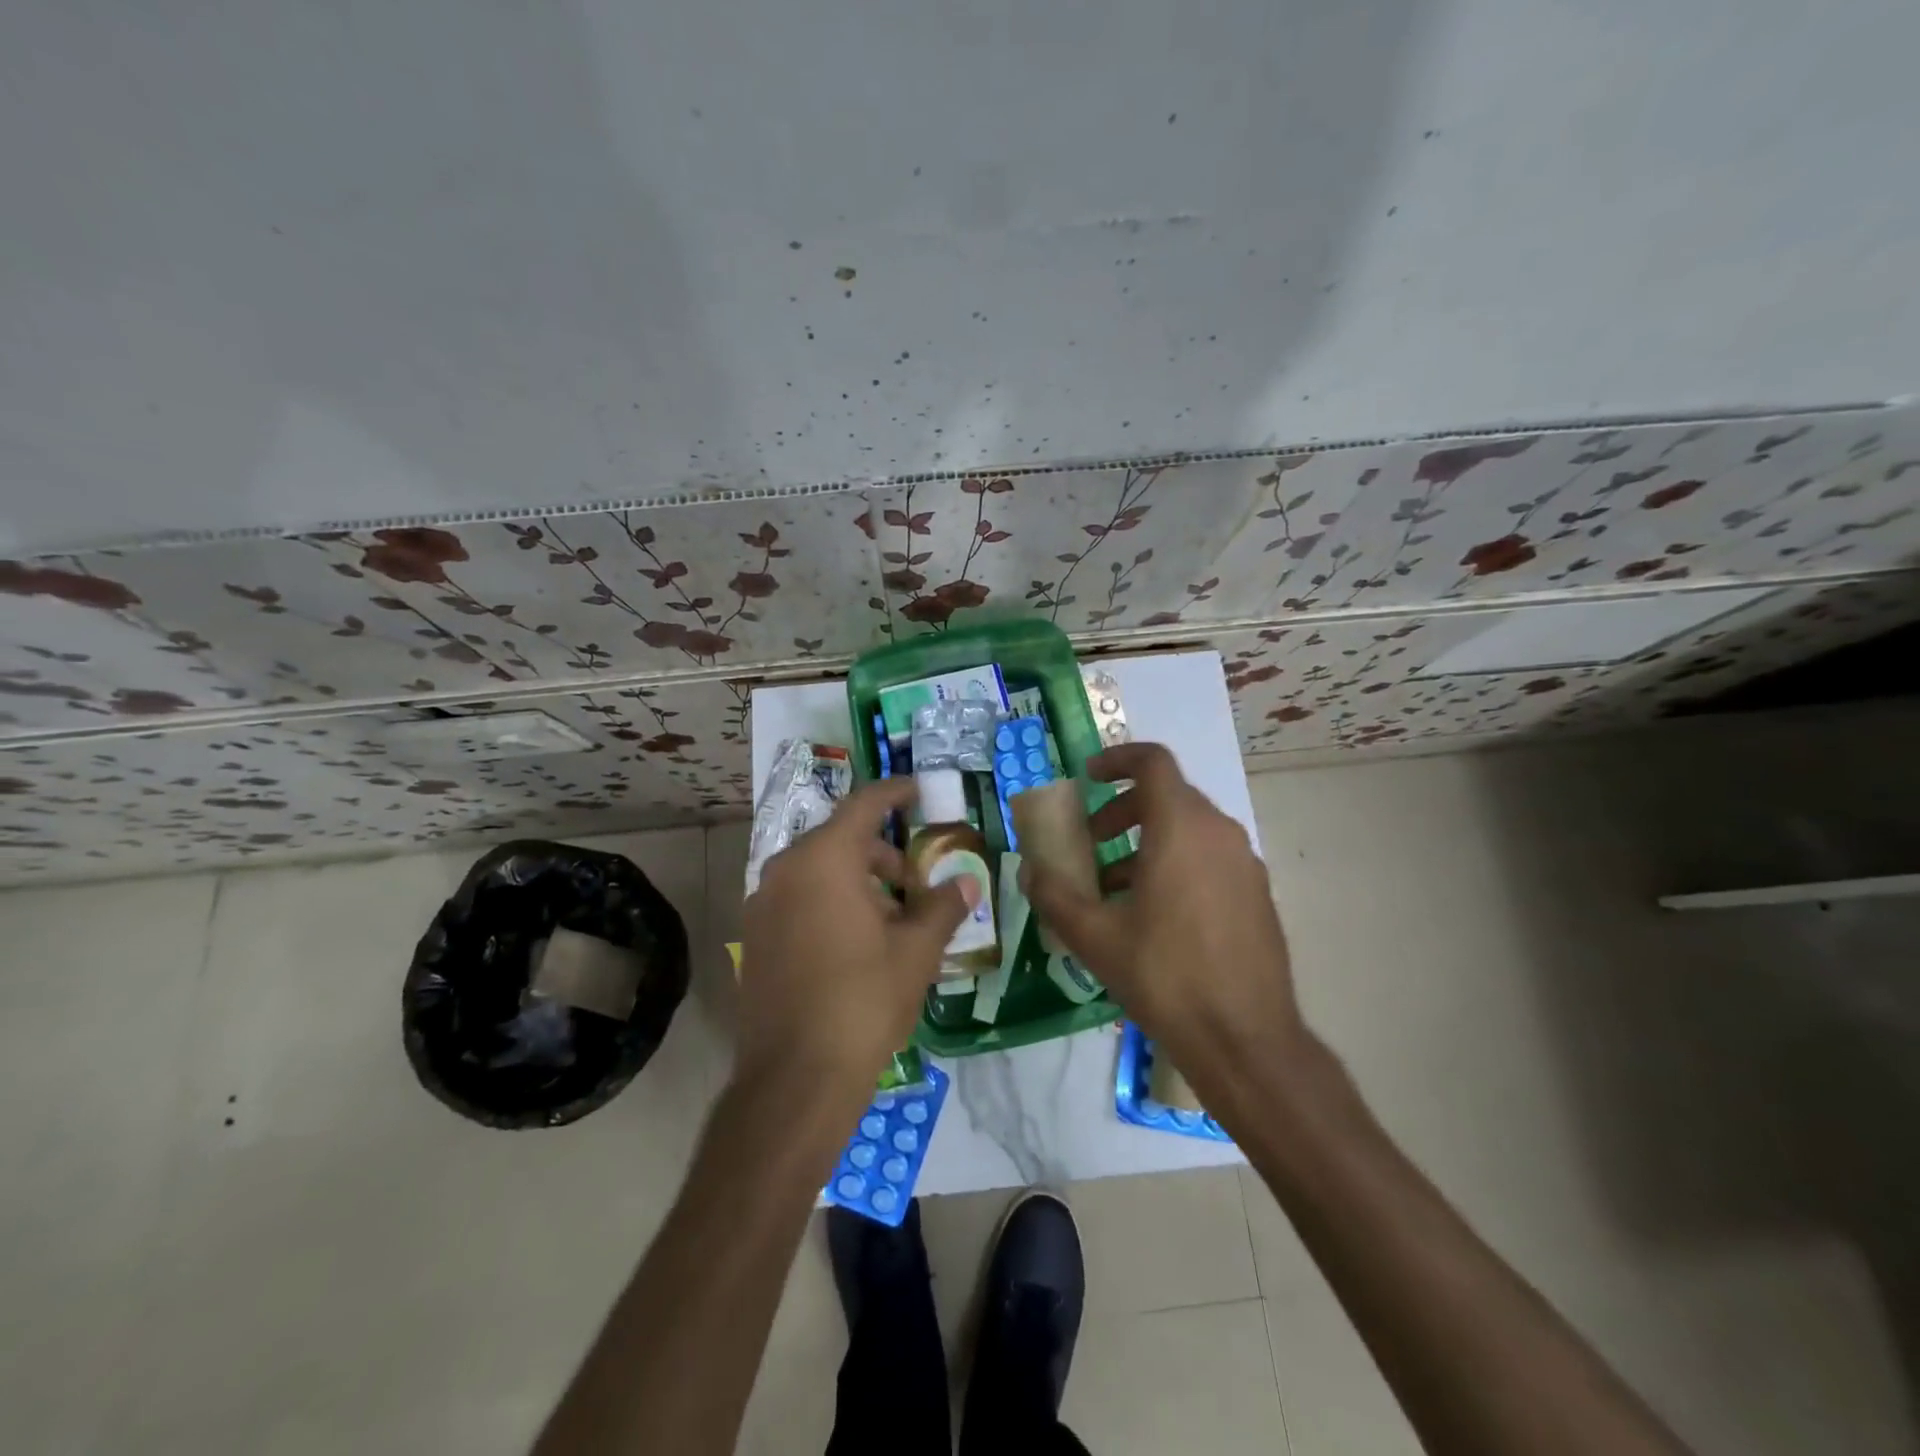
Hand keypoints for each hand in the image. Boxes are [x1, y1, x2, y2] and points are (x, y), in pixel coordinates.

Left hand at [737, 777, 972, 1095]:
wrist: (796, 1078)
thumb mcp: (916, 951)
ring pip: (818, 872)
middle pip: (840, 841)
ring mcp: (762, 905)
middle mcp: (785, 871)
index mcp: (824, 860)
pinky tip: (855, 943)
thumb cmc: (863, 1001)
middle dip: (882, 854)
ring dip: (857, 882)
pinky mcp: (754, 938)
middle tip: (916, 882)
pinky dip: (829, 903)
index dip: (895, 792)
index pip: (864, 805)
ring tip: (891, 920)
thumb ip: (943, 907)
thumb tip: (967, 881)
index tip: (918, 790)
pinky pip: (798, 900)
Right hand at [1019, 742, 1306, 1088]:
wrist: (1246, 1041)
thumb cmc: (1165, 977)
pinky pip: (1210, 858)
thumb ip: (1054, 895)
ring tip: (1113, 888)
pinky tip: (1153, 916)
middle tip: (1090, 842)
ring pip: (1189, 830)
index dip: (1117, 759)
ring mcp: (1245, 864)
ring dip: (1146, 842)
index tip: (1088, 778)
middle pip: (1168, 796)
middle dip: (1122, 810)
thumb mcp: (1094, 937)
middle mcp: (1219, 833)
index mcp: (1181, 828)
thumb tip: (1029, 870)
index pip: (1153, 762)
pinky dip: (1176, 864)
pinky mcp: (1257, 894)